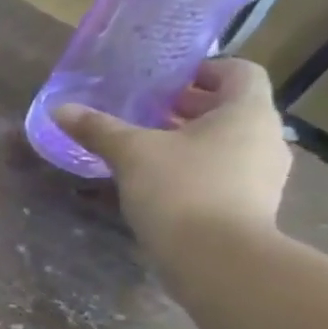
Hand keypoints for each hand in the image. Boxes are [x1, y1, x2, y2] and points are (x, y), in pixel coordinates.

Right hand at [52, 57, 291, 260]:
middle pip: (233, 109)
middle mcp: (266, 137)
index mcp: (247, 112)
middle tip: (149, 111)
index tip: (169, 80)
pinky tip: (162, 184)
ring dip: (194, 140)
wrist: (217, 259)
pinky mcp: (253, 206)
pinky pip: (227, 174)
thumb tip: (61, 109)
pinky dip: (198, 169)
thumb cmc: (181, 189)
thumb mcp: (131, 153)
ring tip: (150, 148)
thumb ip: (98, 129)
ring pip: (230, 143)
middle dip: (191, 107)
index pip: (239, 71)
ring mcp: (264, 175)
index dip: (206, 69)